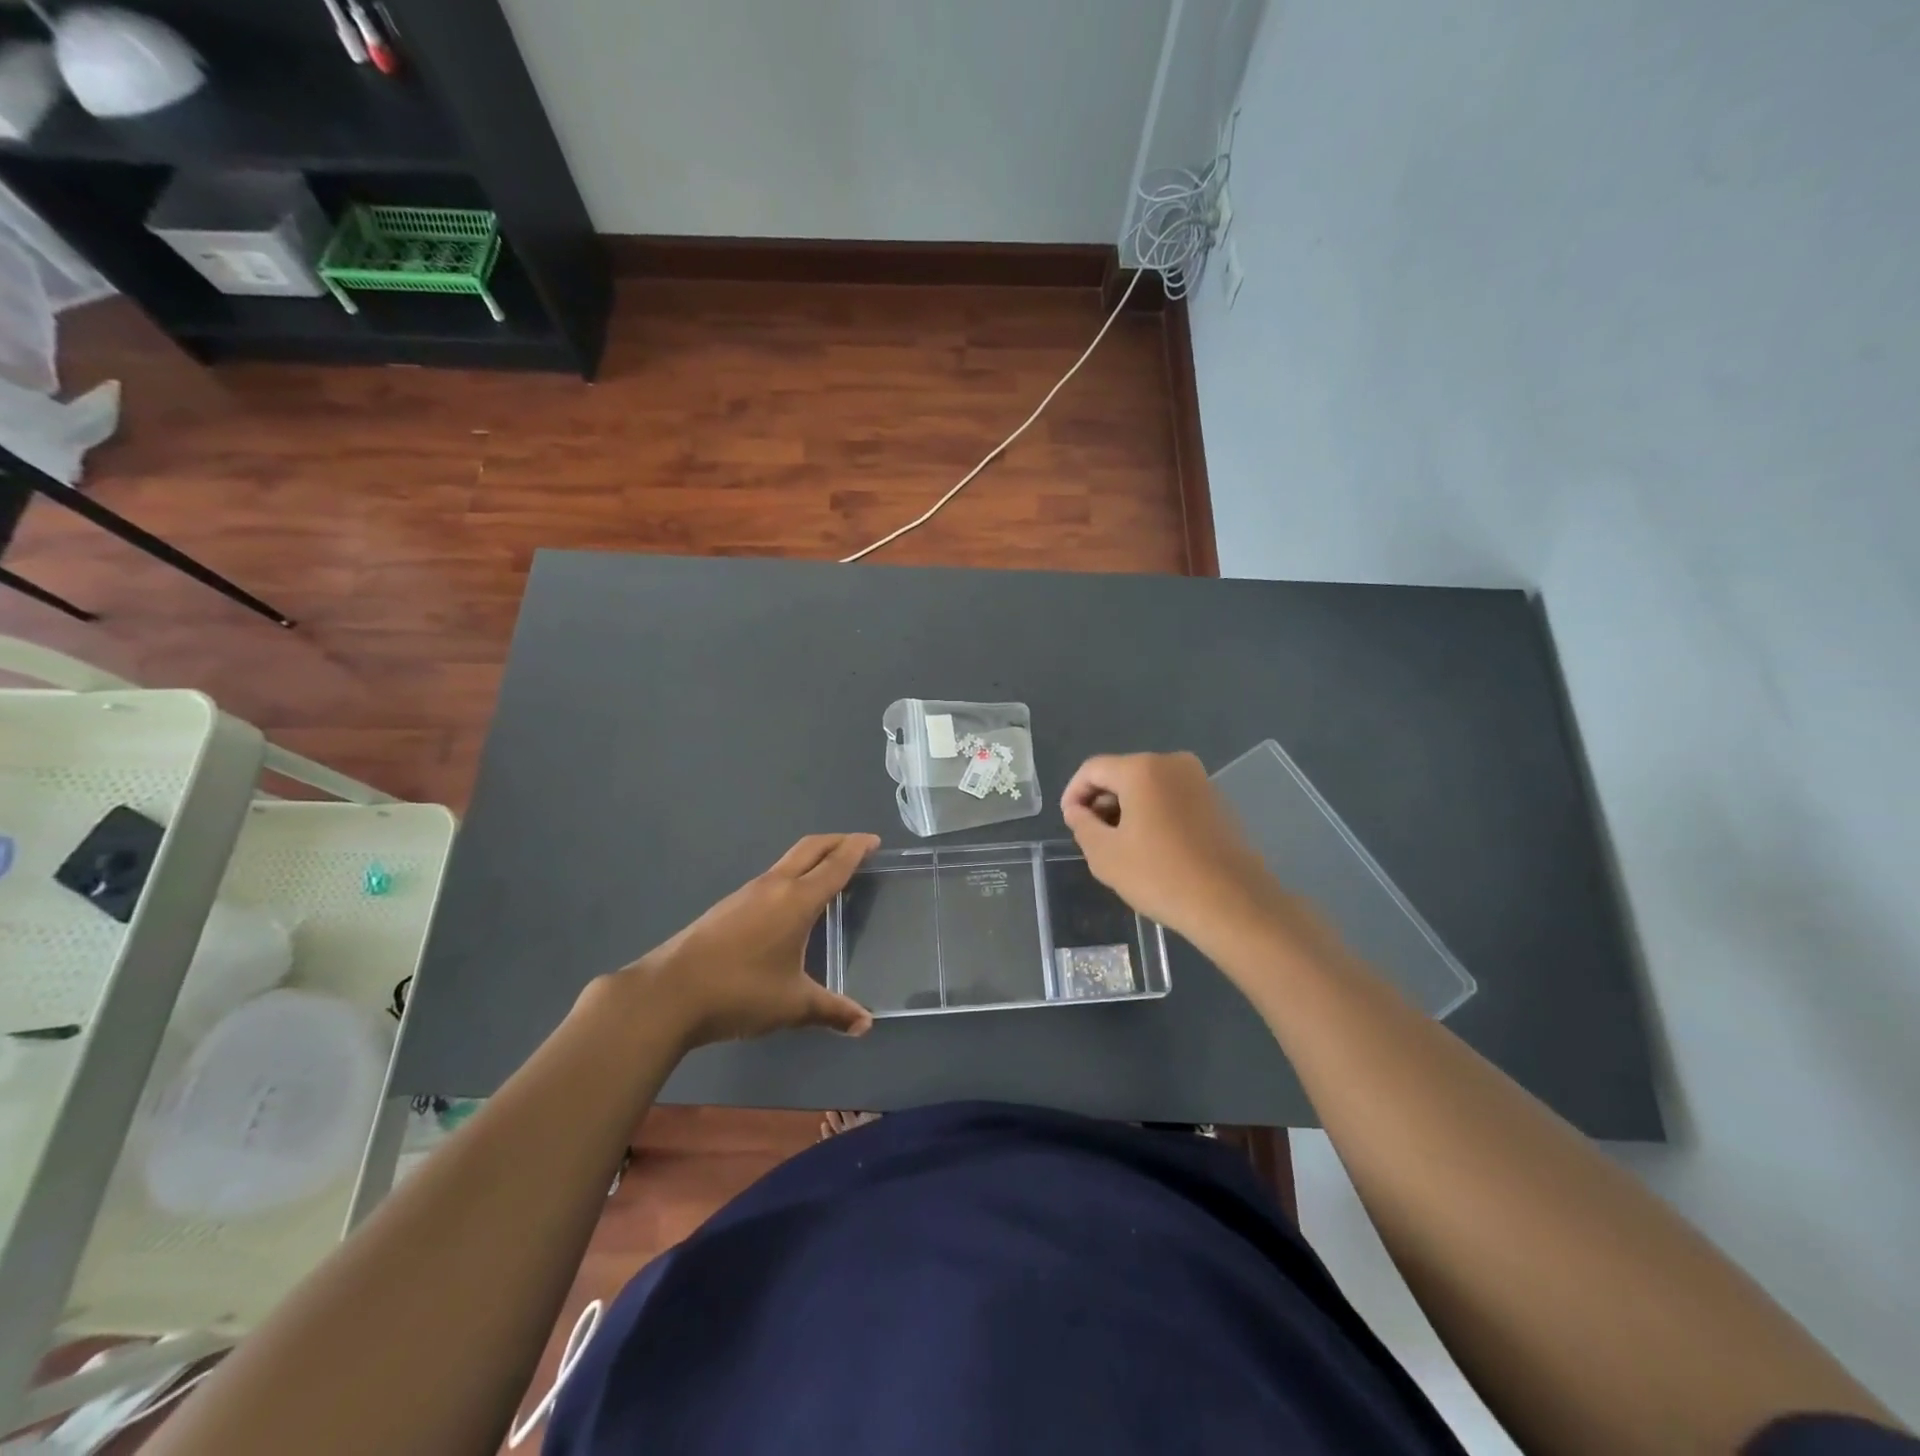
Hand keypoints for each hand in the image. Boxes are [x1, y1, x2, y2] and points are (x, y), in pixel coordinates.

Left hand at [619, 834, 878, 1048]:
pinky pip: (771, 879)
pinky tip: (790, 904)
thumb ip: (832, 1011)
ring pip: (787, 862)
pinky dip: (792, 877)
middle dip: (837, 842)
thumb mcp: (793, 1005)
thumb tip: (865, 1025)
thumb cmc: (740, 992)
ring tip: (829, 874)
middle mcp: (773, 886)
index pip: (835, 864)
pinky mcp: (727, 907)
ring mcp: (746, 893)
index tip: (874, 841)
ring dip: (812, 858)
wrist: (668, 994)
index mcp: (797, 900)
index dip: (857, 849)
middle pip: (810, 848)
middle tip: (858, 846)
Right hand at [1061, 752, 1335, 964]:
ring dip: (1128, 809)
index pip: (1093, 769)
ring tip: (1121, 846)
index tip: (1069, 823)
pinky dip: (1154, 814)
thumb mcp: (1105, 854)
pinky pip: (1172, 798)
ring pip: (1148, 786)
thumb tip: (1078, 810)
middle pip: (1122, 774)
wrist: (1233, 904)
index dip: (1073, 793)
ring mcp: (1200, 781)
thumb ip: (1082, 824)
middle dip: (1102, 801)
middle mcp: (1172, 763)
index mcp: (1142, 769)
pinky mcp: (1217, 801)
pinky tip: (1152, 848)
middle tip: (1092, 837)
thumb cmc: (1161, 876)